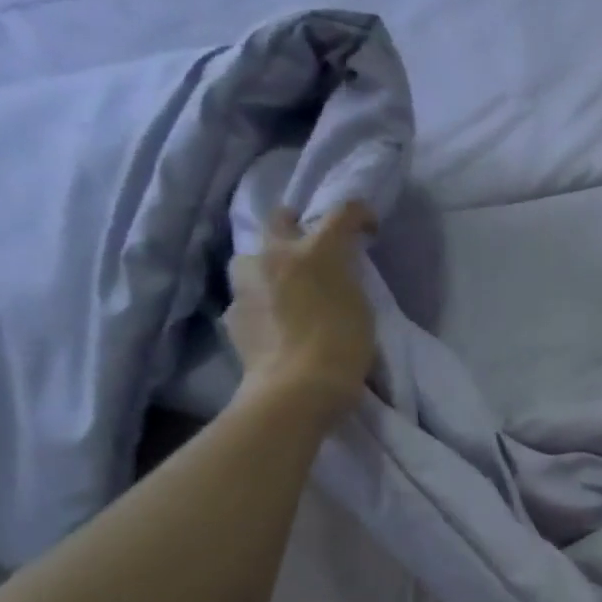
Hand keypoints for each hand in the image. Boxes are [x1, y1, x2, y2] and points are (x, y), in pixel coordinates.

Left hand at [226, 201, 377, 421]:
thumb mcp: (361, 307)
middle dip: (297, 225)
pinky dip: (261, 300)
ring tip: (284, 286)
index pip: (343, 212)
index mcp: (317, 250)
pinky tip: (273, 321)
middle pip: (281, 218)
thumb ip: (344, 280)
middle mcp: (276, 254)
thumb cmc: (344, 347)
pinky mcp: (232, 311)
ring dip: (269, 263)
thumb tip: (330, 274)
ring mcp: (247, 282)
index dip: (360, 215)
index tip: (369, 229)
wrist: (297, 388)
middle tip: (312, 246)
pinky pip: (247, 294)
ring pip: (253, 255)